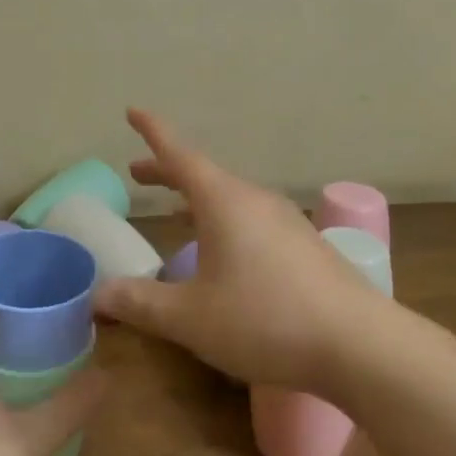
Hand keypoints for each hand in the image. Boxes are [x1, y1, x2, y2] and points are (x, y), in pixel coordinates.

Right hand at [93, 108, 388, 390]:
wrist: (359, 344)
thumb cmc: (265, 320)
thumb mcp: (190, 318)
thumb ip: (140, 303)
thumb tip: (96, 295)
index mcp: (223, 201)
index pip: (179, 154)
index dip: (152, 133)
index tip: (133, 111)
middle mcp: (255, 200)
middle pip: (203, 175)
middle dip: (168, 172)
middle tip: (137, 175)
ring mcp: (285, 221)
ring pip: (230, 198)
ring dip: (197, 198)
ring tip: (176, 210)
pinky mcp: (304, 246)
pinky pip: (251, 219)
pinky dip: (224, 220)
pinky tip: (224, 253)